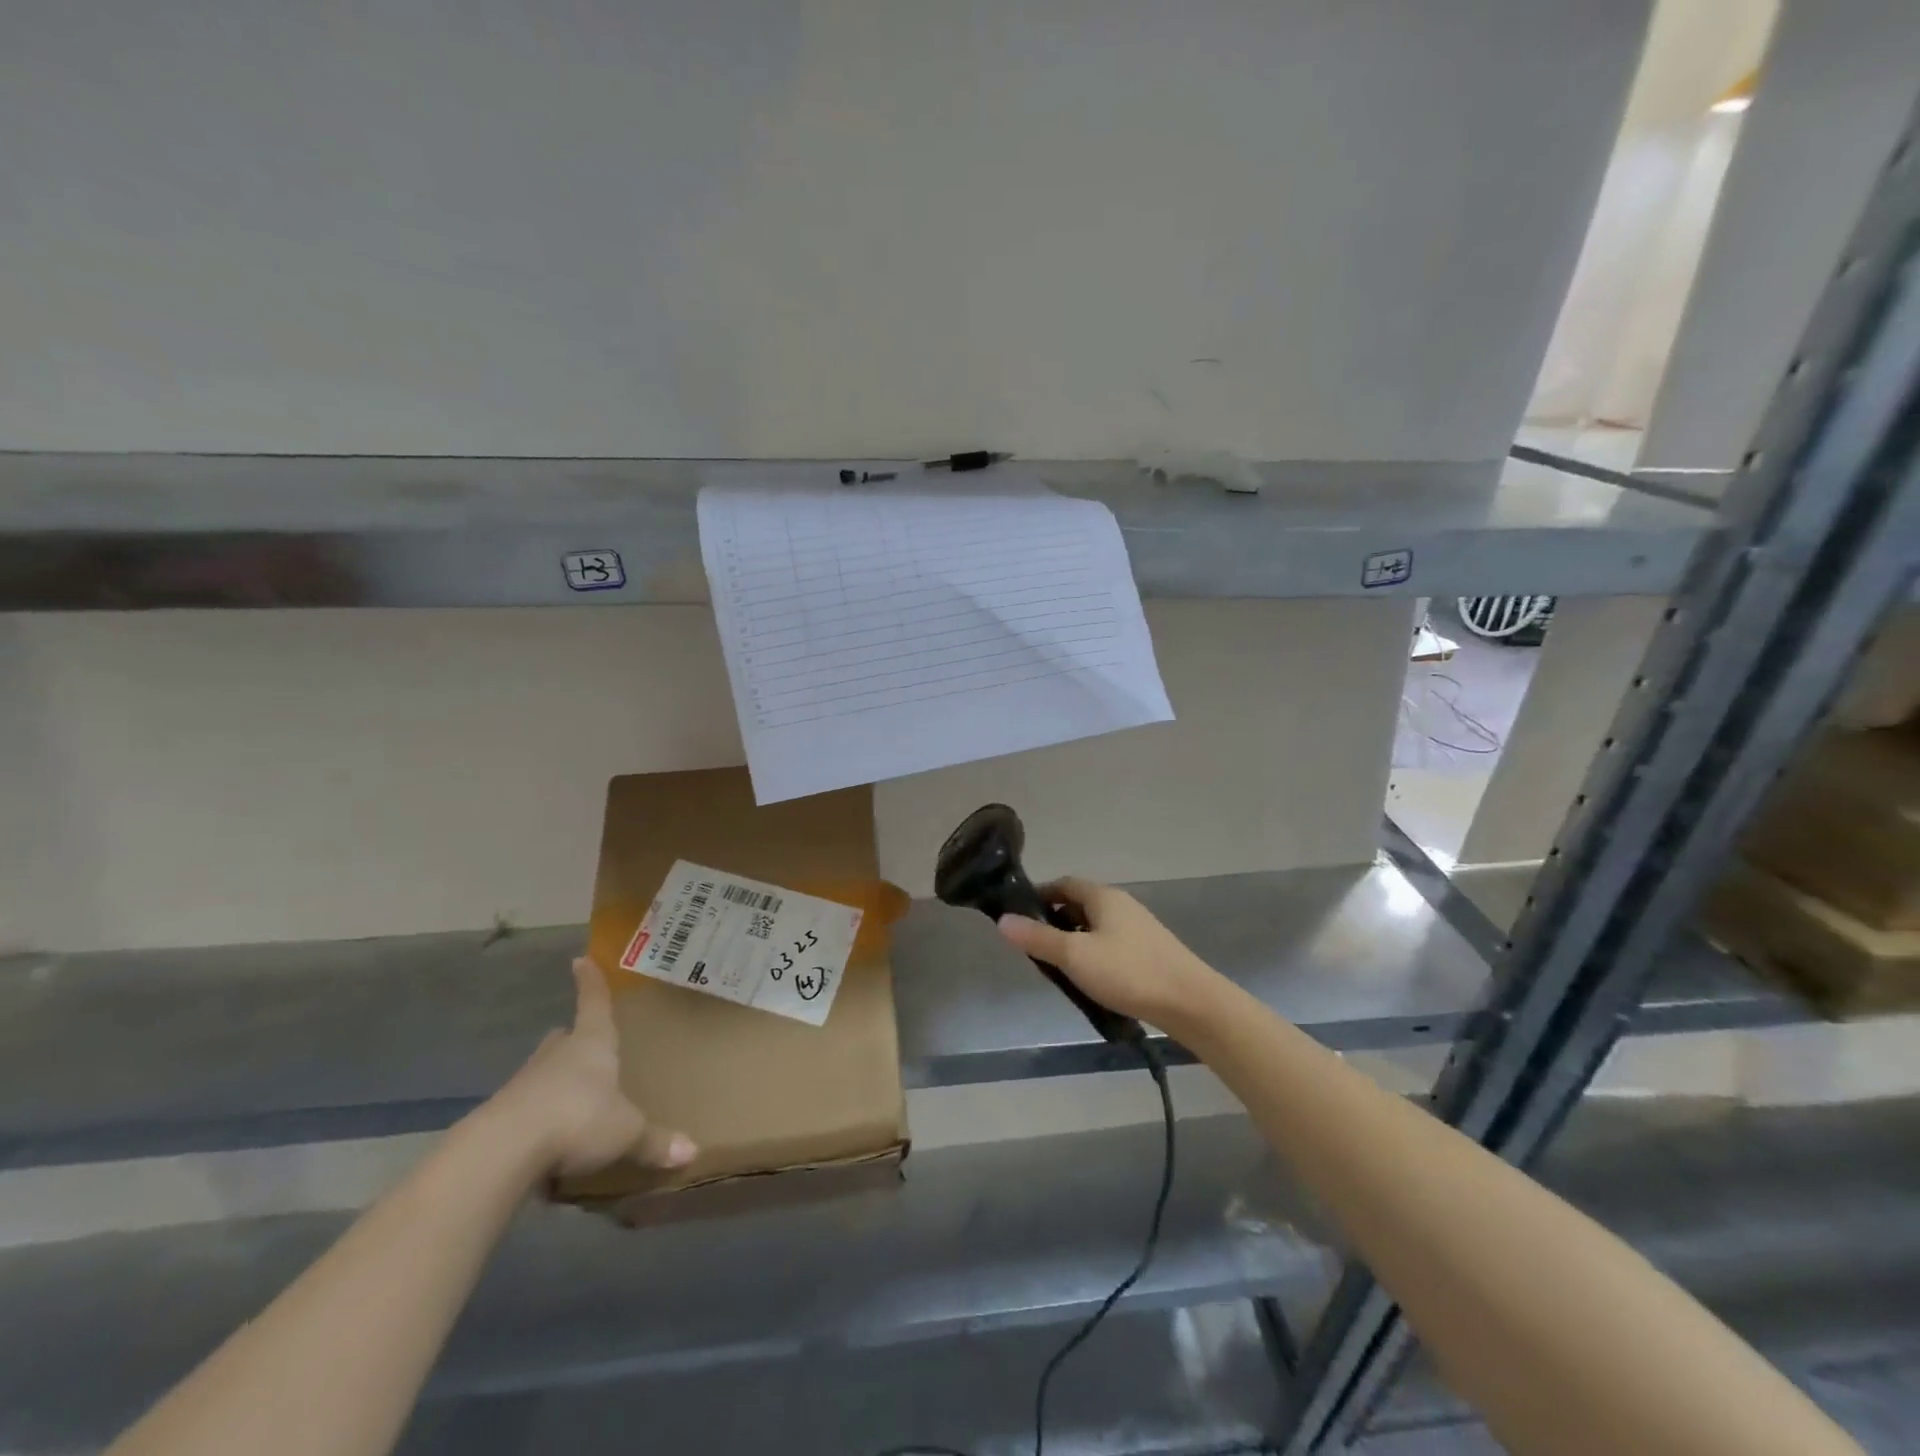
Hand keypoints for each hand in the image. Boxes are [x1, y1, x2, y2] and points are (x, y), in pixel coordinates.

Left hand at [485, 958, 696, 1179]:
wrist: (502, 1150)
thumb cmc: (578, 1119)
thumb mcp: (626, 1132)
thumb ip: (654, 1142)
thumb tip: (693, 1153)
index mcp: (592, 1044)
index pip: (594, 1004)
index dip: (591, 983)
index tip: (580, 960)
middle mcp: (557, 1056)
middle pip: (564, 1038)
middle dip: (573, 1039)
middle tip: (583, 1042)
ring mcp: (524, 1084)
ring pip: (543, 1072)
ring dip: (554, 1080)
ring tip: (571, 1097)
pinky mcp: (500, 1116)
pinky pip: (525, 1108)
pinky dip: (537, 1117)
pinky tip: (547, 1140)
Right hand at [996, 877, 1221, 1030]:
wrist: (1191, 1003)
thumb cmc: (1128, 972)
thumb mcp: (1075, 956)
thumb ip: (1038, 939)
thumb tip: (1003, 920)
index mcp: (1102, 896)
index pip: (1063, 883)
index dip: (1039, 896)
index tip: (1018, 917)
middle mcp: (1121, 904)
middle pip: (1078, 904)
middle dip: (1054, 922)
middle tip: (1034, 948)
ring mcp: (1138, 928)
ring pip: (1095, 926)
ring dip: (1074, 940)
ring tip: (1058, 968)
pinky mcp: (1148, 951)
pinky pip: (1110, 944)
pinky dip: (1093, 954)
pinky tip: (1090, 980)